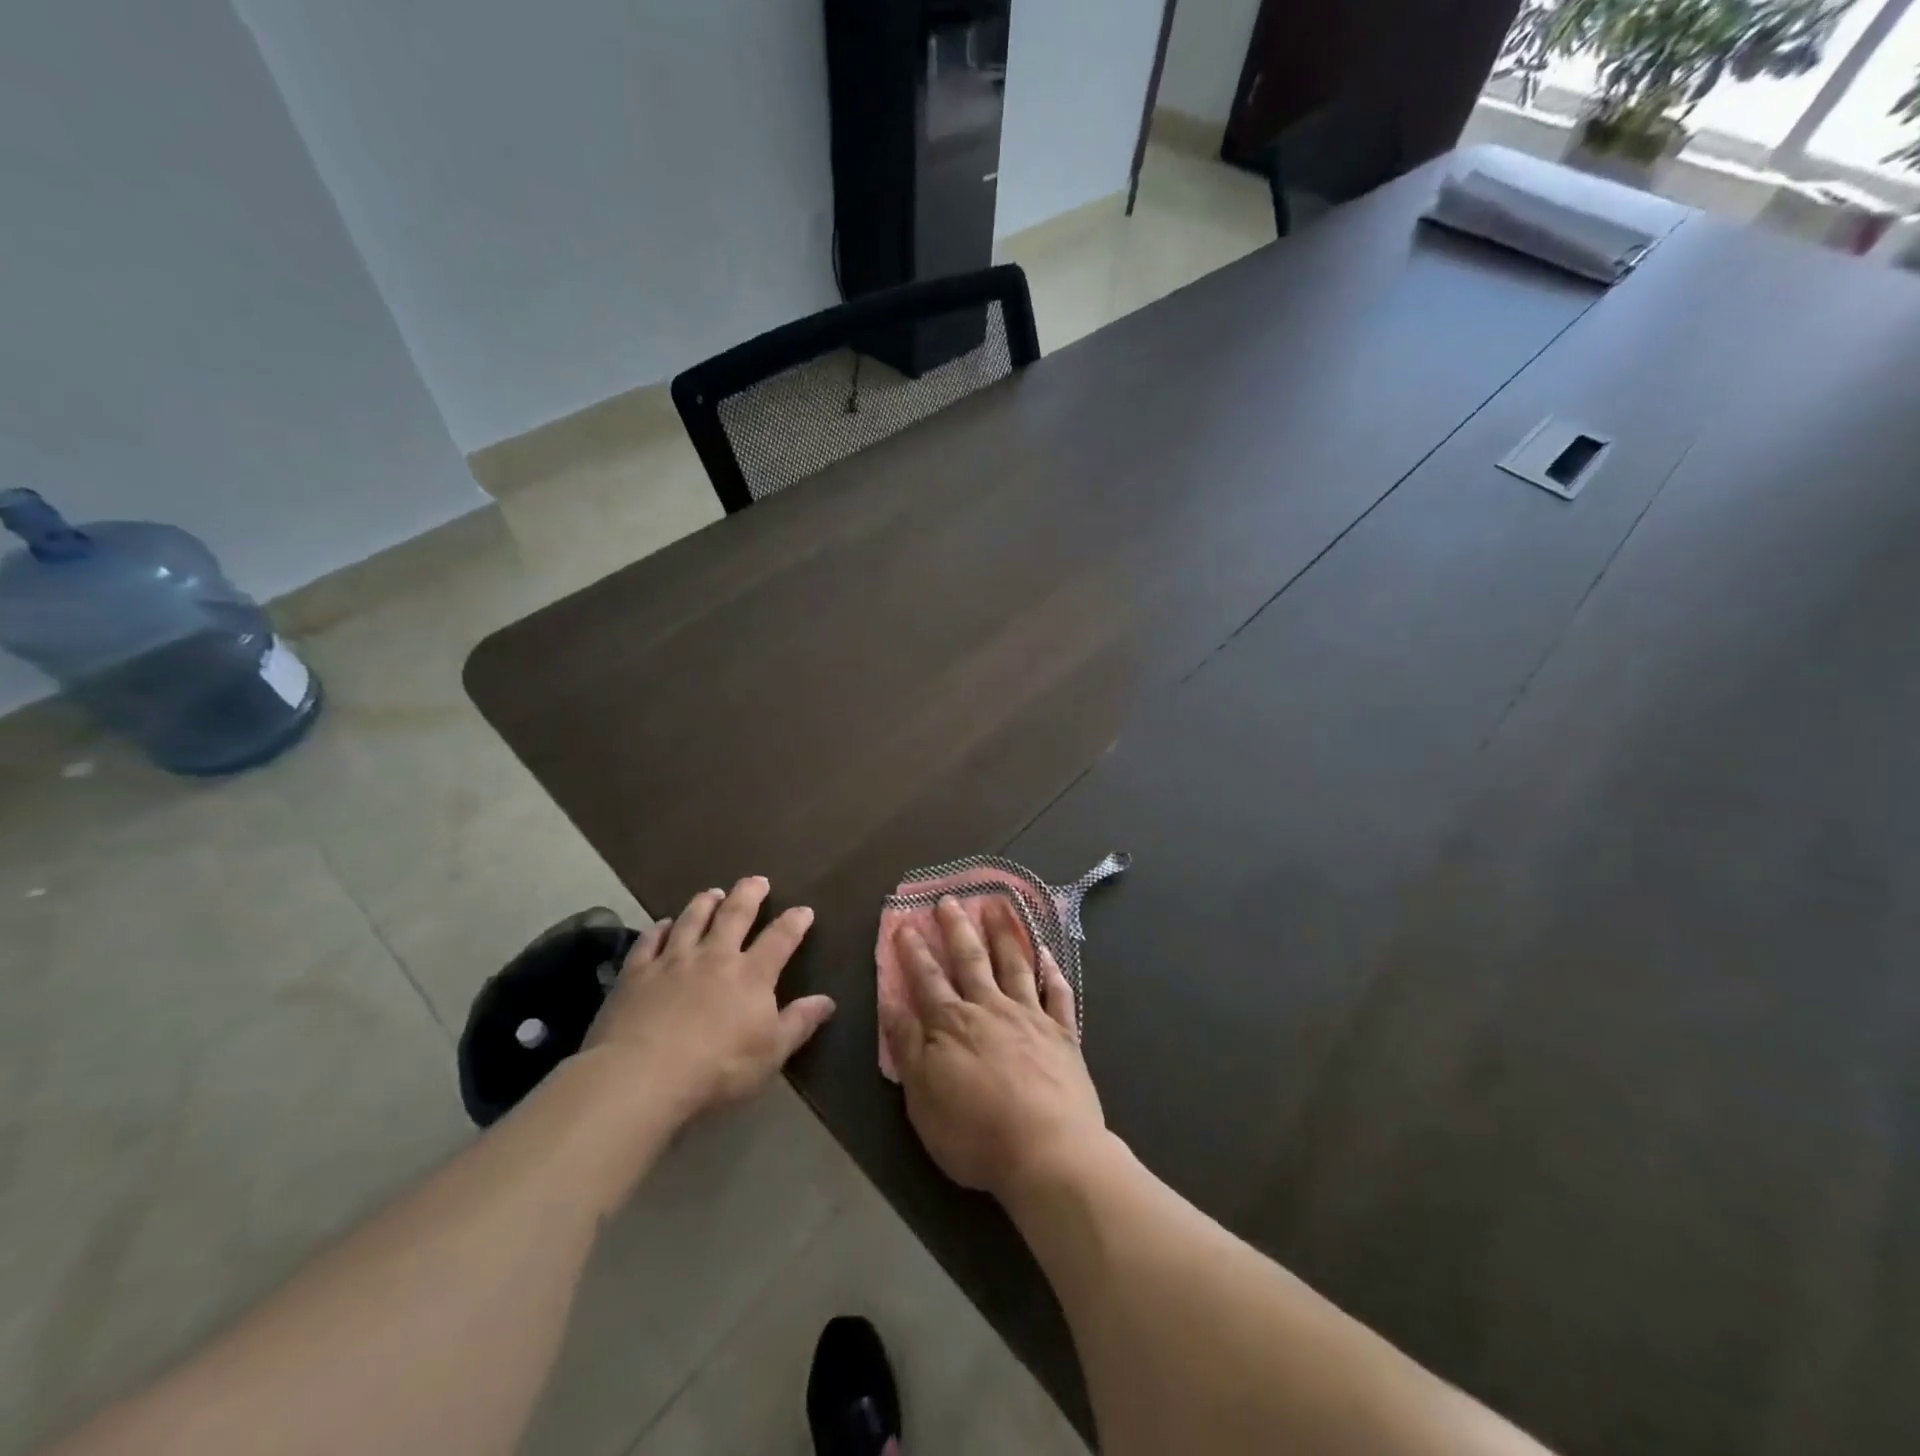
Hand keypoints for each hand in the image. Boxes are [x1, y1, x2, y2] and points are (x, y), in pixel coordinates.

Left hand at [582, 877, 833, 1122]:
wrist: (642, 1076)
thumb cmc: (717, 1068)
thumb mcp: (771, 1053)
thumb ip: (799, 1023)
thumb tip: (827, 1000)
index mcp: (751, 975)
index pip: (780, 939)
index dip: (794, 922)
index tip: (804, 910)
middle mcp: (714, 956)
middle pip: (734, 915)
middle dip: (749, 894)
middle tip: (757, 880)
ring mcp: (672, 961)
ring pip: (692, 920)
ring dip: (705, 903)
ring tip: (713, 892)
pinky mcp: (636, 973)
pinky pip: (650, 941)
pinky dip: (659, 929)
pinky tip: (663, 924)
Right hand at [882, 896, 1105, 1201]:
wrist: (1049, 1151)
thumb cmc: (976, 1132)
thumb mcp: (923, 1097)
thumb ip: (908, 1047)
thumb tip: (891, 1004)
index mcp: (953, 1024)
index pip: (927, 979)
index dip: (914, 951)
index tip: (905, 923)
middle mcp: (991, 1009)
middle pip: (971, 960)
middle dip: (957, 928)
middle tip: (950, 900)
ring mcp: (1030, 1018)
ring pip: (1014, 965)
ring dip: (1004, 933)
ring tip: (998, 905)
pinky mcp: (1063, 1034)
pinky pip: (1058, 994)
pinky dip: (1052, 971)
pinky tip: (1047, 953)